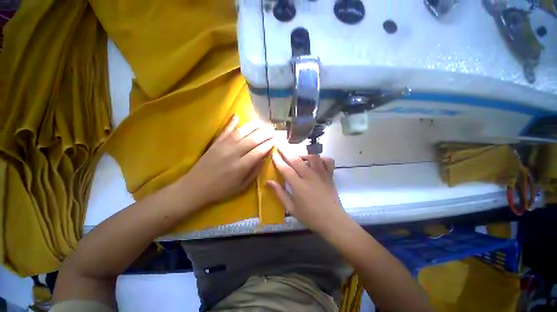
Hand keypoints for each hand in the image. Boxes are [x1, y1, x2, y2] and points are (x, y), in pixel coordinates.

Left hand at [179, 116, 274, 206]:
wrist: (195, 187)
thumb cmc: (221, 189)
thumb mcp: (241, 186)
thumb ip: (253, 172)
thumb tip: (263, 159)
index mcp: (241, 166)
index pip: (258, 151)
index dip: (268, 145)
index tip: (275, 141)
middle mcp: (233, 153)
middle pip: (252, 139)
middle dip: (265, 134)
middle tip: (272, 131)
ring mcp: (223, 146)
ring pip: (241, 132)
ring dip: (253, 126)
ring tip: (262, 123)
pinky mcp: (215, 143)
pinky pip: (225, 130)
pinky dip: (231, 122)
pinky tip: (237, 116)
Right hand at [267, 147, 347, 235]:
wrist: (332, 221)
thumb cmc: (310, 217)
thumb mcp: (291, 208)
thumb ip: (280, 193)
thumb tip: (269, 181)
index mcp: (299, 186)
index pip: (286, 169)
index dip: (278, 160)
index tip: (273, 154)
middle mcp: (310, 176)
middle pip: (296, 160)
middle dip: (286, 151)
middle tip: (280, 146)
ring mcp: (321, 174)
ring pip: (312, 157)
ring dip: (303, 154)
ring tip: (298, 157)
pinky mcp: (330, 175)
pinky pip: (328, 161)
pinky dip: (321, 158)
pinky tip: (316, 162)